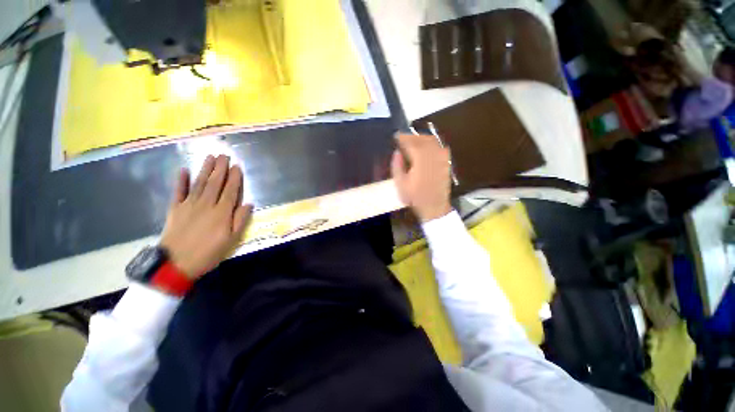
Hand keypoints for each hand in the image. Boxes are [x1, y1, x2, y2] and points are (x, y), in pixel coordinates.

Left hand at [160, 155, 252, 279]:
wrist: (176, 264)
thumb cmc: (209, 253)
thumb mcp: (232, 240)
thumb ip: (241, 220)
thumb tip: (248, 203)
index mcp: (222, 212)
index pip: (231, 191)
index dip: (235, 178)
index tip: (237, 166)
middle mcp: (206, 204)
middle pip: (215, 183)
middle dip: (221, 168)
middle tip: (224, 155)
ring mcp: (189, 205)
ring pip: (200, 183)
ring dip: (205, 169)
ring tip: (210, 157)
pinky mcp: (175, 208)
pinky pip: (178, 191)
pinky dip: (180, 180)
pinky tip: (183, 170)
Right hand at [391, 133, 451, 222]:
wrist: (435, 206)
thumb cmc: (415, 197)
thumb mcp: (400, 184)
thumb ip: (397, 166)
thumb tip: (397, 152)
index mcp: (420, 161)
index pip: (411, 143)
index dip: (403, 137)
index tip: (396, 136)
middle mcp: (433, 156)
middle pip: (422, 139)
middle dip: (412, 136)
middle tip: (403, 138)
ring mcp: (441, 158)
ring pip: (432, 141)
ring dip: (422, 137)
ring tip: (413, 140)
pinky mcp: (446, 162)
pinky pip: (440, 146)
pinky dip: (432, 143)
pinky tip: (426, 146)